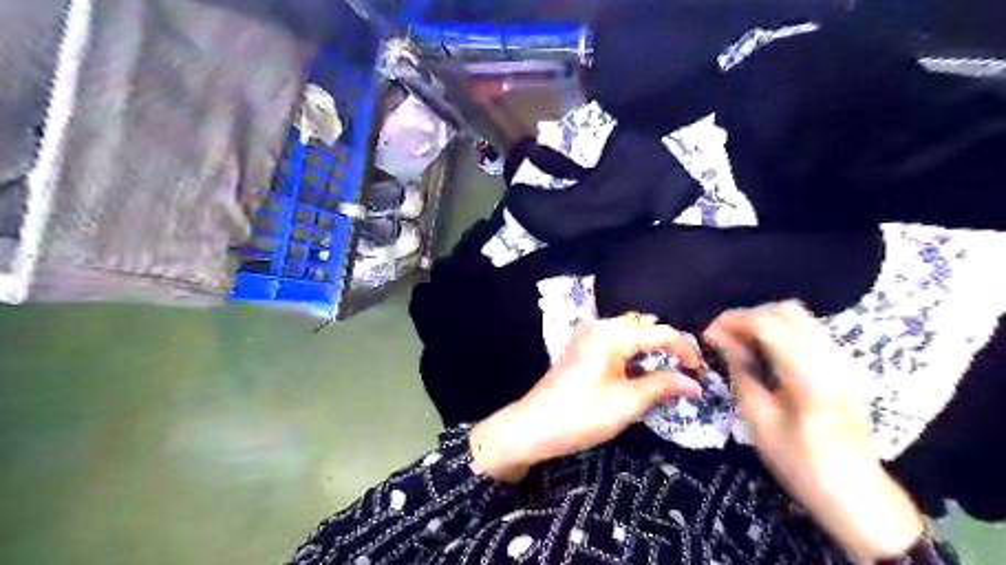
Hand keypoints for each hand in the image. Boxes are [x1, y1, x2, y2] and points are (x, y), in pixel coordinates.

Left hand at [470, 316, 701, 482]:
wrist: (533, 426)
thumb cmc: (581, 415)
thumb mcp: (626, 403)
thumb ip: (662, 386)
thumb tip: (695, 383)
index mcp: (611, 334)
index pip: (660, 332)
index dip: (686, 350)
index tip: (702, 373)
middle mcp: (599, 326)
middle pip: (645, 330)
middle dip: (669, 349)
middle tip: (689, 374)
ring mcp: (587, 335)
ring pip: (631, 336)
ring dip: (652, 353)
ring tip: (671, 375)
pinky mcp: (582, 347)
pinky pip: (616, 343)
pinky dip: (634, 356)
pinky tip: (643, 373)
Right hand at [702, 302, 920, 562]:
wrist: (857, 494)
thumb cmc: (800, 462)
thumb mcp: (759, 419)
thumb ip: (740, 370)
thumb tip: (718, 338)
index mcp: (809, 374)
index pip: (767, 323)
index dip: (732, 320)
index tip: (707, 333)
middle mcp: (831, 357)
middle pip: (786, 311)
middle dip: (748, 317)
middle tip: (723, 337)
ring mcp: (843, 359)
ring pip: (798, 318)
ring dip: (763, 322)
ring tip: (738, 343)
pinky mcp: (844, 365)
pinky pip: (807, 332)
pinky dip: (779, 332)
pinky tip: (763, 353)